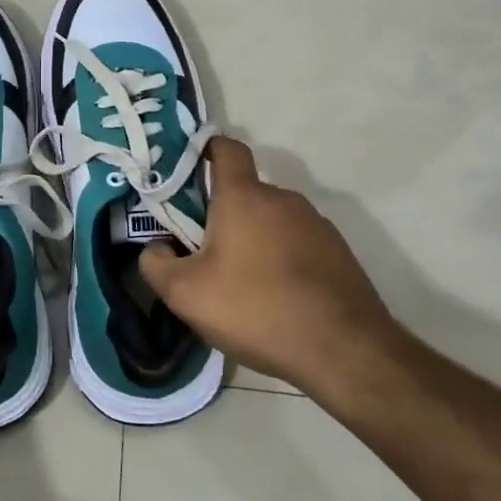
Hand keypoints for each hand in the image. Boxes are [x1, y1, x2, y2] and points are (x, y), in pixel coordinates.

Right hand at [139, 138, 399, 404]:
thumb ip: (156, 264)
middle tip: (203, 253)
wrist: (344, 351)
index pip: (226, 149)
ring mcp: (316, 225)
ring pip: (271, 221)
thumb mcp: (185, 294)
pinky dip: (281, 260)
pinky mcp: (339, 253)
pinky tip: (276, 299)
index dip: (205, 151)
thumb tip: (157, 248)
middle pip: (244, 193)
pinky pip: (297, 244)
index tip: (188, 172)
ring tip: (241, 285)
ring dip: (253, 240)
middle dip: (221, 215)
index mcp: (244, 196)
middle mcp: (283, 199)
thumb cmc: (256, 309)